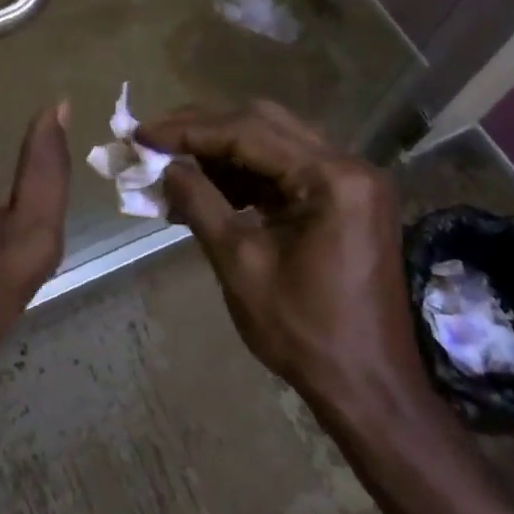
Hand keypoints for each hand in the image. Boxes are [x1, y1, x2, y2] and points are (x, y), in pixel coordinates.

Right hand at [137, 101, 429, 425]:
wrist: (371, 390)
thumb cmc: (305, 333)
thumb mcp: (240, 264)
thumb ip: (199, 203)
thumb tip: (163, 165)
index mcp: (331, 178)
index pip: (247, 132)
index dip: (188, 130)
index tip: (142, 134)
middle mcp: (348, 165)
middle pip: (263, 123)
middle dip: (204, 130)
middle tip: (155, 139)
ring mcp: (351, 180)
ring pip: (274, 140)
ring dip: (222, 148)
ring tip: (173, 162)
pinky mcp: (346, 198)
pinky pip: (287, 167)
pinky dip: (246, 172)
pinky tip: (209, 185)